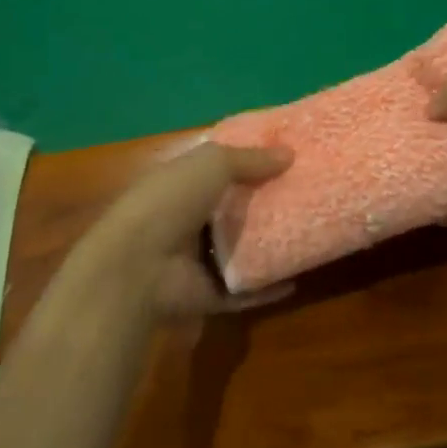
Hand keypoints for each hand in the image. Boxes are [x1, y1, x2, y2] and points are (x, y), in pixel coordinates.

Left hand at [73, 142, 293, 322]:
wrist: (137, 265)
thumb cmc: (171, 200)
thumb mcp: (212, 164)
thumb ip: (250, 159)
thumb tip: (290, 154)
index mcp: (184, 182)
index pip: (221, 168)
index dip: (251, 161)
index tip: (289, 156)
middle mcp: (190, 218)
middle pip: (235, 208)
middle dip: (266, 202)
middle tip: (308, 195)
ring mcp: (197, 259)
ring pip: (242, 249)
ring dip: (270, 245)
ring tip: (309, 234)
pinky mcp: (208, 293)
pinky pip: (244, 290)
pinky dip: (267, 288)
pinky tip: (295, 280)